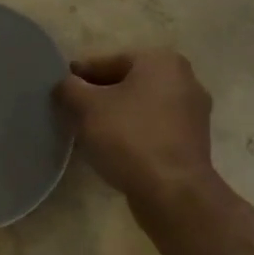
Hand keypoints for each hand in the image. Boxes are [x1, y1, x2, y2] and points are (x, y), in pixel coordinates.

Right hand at [56, 50, 221, 215]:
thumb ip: (69, 87)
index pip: (108, 62)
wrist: (172, 193)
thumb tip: (65, 85)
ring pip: (140, 107)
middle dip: (98, 97)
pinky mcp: (193, 143)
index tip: (60, 91)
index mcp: (161, 61)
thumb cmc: (129, 138)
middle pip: (126, 83)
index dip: (79, 76)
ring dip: (114, 116)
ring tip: (87, 133)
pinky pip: (153, 129)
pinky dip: (132, 134)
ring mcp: (193, 114)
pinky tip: (112, 149)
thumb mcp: (86, 106)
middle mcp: (185, 80)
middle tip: (71, 112)